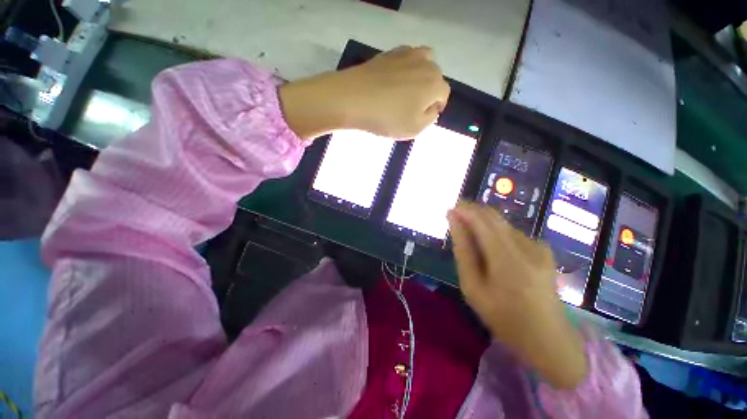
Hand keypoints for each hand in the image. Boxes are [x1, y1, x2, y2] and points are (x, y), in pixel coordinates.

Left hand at [279, 46, 449, 139]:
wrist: (352, 98)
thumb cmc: (386, 118)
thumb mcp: (415, 129)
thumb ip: (430, 118)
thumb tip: (432, 108)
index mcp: (434, 83)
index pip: (443, 95)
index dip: (435, 108)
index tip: (421, 118)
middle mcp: (425, 63)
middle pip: (434, 78)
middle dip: (427, 93)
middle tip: (411, 107)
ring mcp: (406, 54)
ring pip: (422, 64)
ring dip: (418, 78)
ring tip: (404, 93)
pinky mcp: (389, 53)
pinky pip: (404, 61)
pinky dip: (403, 71)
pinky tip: (391, 84)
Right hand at [447, 202, 587, 388]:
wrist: (548, 337)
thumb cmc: (504, 318)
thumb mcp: (473, 288)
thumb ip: (463, 252)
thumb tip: (454, 222)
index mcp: (509, 261)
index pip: (483, 222)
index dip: (464, 211)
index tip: (449, 210)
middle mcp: (527, 247)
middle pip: (494, 217)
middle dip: (471, 211)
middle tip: (454, 217)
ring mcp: (539, 246)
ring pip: (502, 223)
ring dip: (482, 222)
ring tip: (469, 235)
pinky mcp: (543, 249)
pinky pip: (511, 232)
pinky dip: (494, 232)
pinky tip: (489, 247)